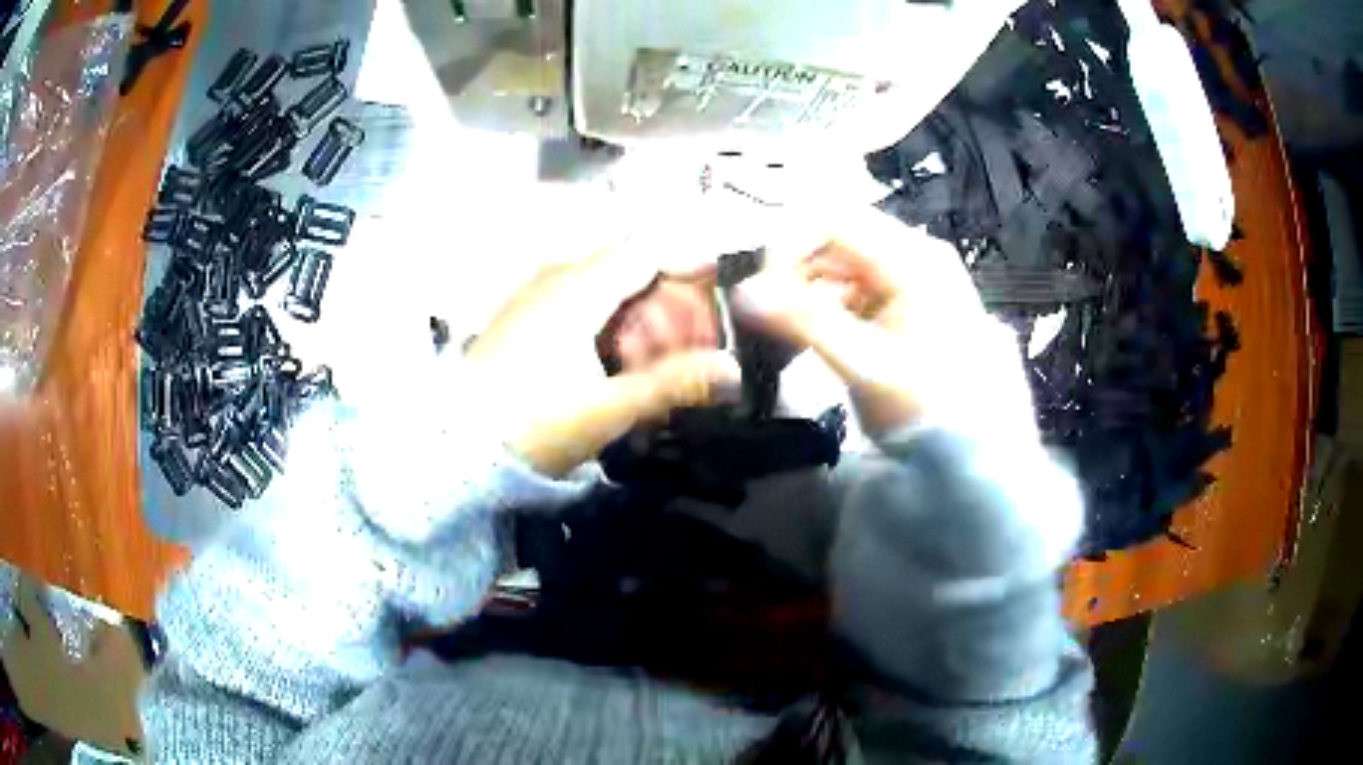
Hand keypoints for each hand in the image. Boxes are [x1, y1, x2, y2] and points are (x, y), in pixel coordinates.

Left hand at [466, 243, 739, 476]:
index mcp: (578, 289)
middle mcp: (554, 279)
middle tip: (693, 338)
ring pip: (600, 284)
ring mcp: (531, 297)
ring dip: (635, 310)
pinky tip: (611, 359)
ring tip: (655, 354)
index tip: (721, 289)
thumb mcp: (607, 409)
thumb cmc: (532, 425)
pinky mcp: (518, 319)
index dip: (688, 261)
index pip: (645, 251)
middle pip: (625, 266)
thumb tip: (734, 371)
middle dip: (666, 295)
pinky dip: (605, 320)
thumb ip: (673, 384)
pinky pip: (575, 302)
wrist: (452, 449)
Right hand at [734, 208, 992, 436]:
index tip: (759, 290)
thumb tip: (742, 293)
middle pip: (835, 237)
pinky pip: (854, 285)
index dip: (786, 246)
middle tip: (766, 315)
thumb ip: (805, 323)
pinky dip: (826, 304)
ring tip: (787, 332)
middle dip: (793, 270)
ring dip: (806, 290)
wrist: (976, 444)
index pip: (831, 220)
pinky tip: (814, 336)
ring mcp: (911, 275)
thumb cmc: (927, 404)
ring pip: (840, 262)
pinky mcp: (905, 299)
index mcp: (911, 257)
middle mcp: (913, 252)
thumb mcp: (866, 365)